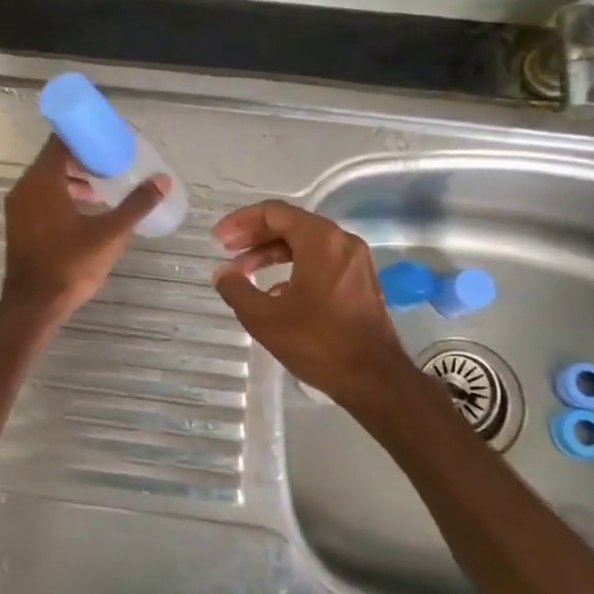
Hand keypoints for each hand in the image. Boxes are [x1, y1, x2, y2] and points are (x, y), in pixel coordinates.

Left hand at [0, 136, 164, 327]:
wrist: (33, 305)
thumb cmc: (70, 265)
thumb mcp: (110, 234)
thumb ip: (136, 205)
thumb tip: (162, 180)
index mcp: (43, 181)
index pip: (61, 141)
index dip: (85, 135)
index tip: (109, 139)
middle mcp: (25, 187)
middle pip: (54, 159)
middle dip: (84, 158)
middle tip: (113, 163)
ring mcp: (18, 207)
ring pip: (47, 180)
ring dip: (74, 179)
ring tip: (104, 187)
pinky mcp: (19, 224)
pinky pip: (41, 197)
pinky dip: (62, 195)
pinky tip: (86, 210)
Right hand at [211, 200, 423, 415]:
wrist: (374, 380)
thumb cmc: (318, 343)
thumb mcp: (265, 318)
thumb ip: (237, 290)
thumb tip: (222, 274)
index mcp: (320, 240)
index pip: (274, 213)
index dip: (241, 222)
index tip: (218, 238)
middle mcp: (341, 242)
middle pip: (290, 224)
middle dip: (255, 235)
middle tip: (226, 250)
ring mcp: (355, 262)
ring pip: (305, 243)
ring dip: (272, 253)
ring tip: (243, 272)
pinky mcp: (359, 281)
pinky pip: (320, 261)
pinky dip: (292, 267)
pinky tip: (273, 292)